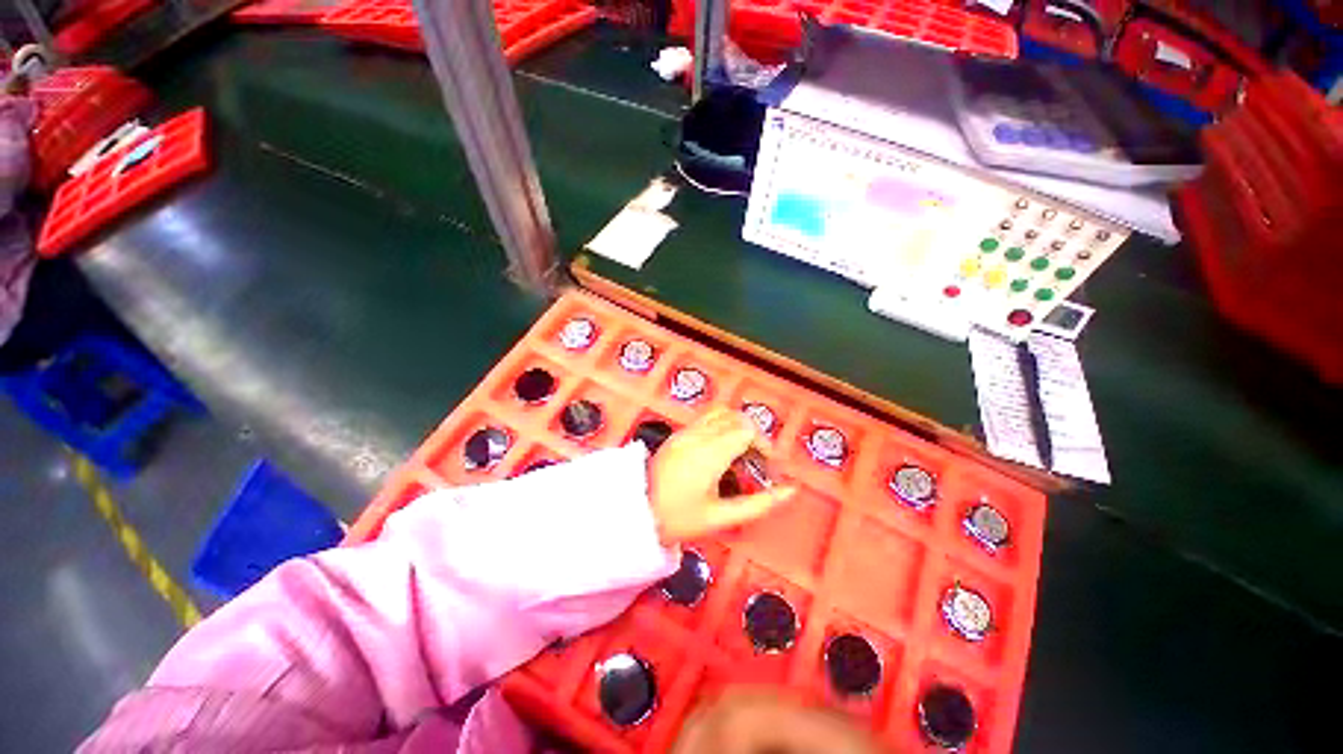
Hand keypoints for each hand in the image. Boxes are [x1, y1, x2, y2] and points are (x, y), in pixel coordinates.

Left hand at [647, 408, 796, 544]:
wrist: (636, 514)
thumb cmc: (679, 519)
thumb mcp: (722, 518)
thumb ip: (760, 504)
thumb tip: (792, 490)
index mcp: (710, 453)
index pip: (747, 430)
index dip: (764, 446)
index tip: (768, 470)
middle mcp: (698, 435)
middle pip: (737, 418)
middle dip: (754, 437)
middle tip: (756, 465)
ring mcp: (685, 431)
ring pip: (721, 413)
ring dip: (738, 428)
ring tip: (740, 456)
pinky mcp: (677, 434)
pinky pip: (706, 419)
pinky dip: (722, 427)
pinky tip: (720, 452)